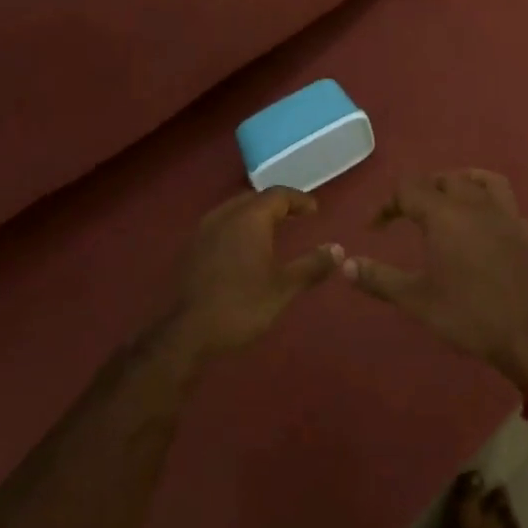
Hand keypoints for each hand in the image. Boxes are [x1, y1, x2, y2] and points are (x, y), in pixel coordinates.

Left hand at [159, 188, 341, 358]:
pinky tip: (244, 248)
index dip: (299, 200)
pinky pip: (220, 225)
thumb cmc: (242, 305)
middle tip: (295, 217)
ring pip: (234, 210)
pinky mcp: (191, 247)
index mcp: (249, 218)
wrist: (189, 332)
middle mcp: (224, 215)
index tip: (314, 211)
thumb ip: (312, 265)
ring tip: (272, 230)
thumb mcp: (284, 287)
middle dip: (276, 204)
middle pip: (254, 198)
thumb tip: (338, 250)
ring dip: (255, 215)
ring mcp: (204, 230)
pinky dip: (238, 227)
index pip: (278, 195)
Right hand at [344, 170, 527, 391]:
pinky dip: (488, 204)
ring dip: (458, 184)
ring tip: (446, 201)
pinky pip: (506, 204)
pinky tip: (484, 226)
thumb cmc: (472, 316)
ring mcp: (507, 217)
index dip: (387, 204)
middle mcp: (476, 205)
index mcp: (446, 215)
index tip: (375, 228)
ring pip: (481, 181)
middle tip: (406, 215)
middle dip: (420, 192)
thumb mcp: (418, 301)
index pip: (409, 188)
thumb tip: (344, 265)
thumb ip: (379, 279)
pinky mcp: (527, 233)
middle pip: (444, 180)